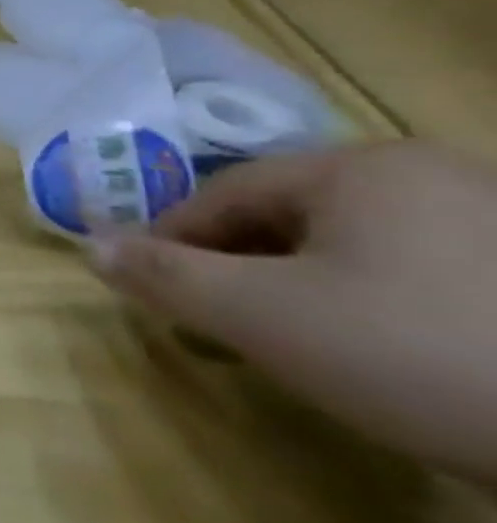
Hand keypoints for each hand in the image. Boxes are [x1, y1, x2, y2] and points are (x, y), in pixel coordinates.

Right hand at [91, 142, 496, 481]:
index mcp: (360, 168)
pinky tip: (384, 352)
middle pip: (289, 216)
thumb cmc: (420, 354)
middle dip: (237, 266)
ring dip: (300, 286)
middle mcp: (432, 175)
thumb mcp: (265, 317)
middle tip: (213, 321)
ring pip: (354, 246)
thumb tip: (90, 247)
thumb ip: (166, 276)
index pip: (224, 192)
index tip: (146, 287)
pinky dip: (375, 303)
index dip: (171, 238)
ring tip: (290, 342)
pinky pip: (420, 272)